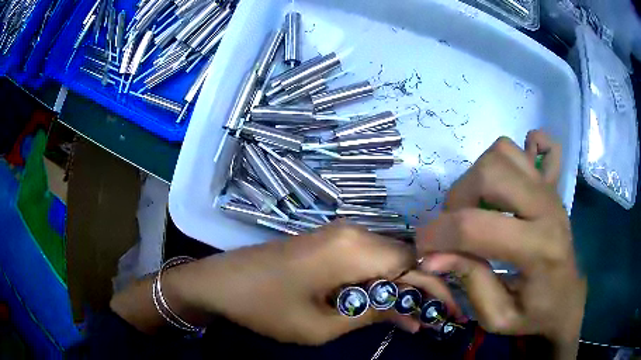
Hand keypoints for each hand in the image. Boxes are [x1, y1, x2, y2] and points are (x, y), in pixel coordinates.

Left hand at [164, 222, 460, 344]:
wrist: (221, 281)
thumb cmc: (267, 307)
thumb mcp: (323, 324)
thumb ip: (371, 312)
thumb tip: (410, 310)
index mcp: (353, 249)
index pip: (413, 263)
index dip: (435, 288)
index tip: (449, 312)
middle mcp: (352, 232)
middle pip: (403, 258)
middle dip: (421, 289)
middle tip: (432, 319)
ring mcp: (338, 234)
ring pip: (386, 259)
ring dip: (400, 288)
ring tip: (412, 320)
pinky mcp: (327, 242)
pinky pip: (366, 260)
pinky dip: (379, 283)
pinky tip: (383, 305)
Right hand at [416, 131, 585, 358]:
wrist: (567, 299)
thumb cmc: (535, 314)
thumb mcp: (498, 316)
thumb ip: (469, 282)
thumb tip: (434, 256)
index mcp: (539, 249)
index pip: (477, 227)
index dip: (438, 234)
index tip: (422, 247)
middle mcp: (547, 208)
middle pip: (490, 173)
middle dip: (457, 198)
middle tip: (453, 227)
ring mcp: (550, 190)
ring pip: (503, 152)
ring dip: (477, 176)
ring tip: (475, 207)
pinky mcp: (550, 184)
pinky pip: (529, 146)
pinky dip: (509, 154)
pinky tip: (505, 180)